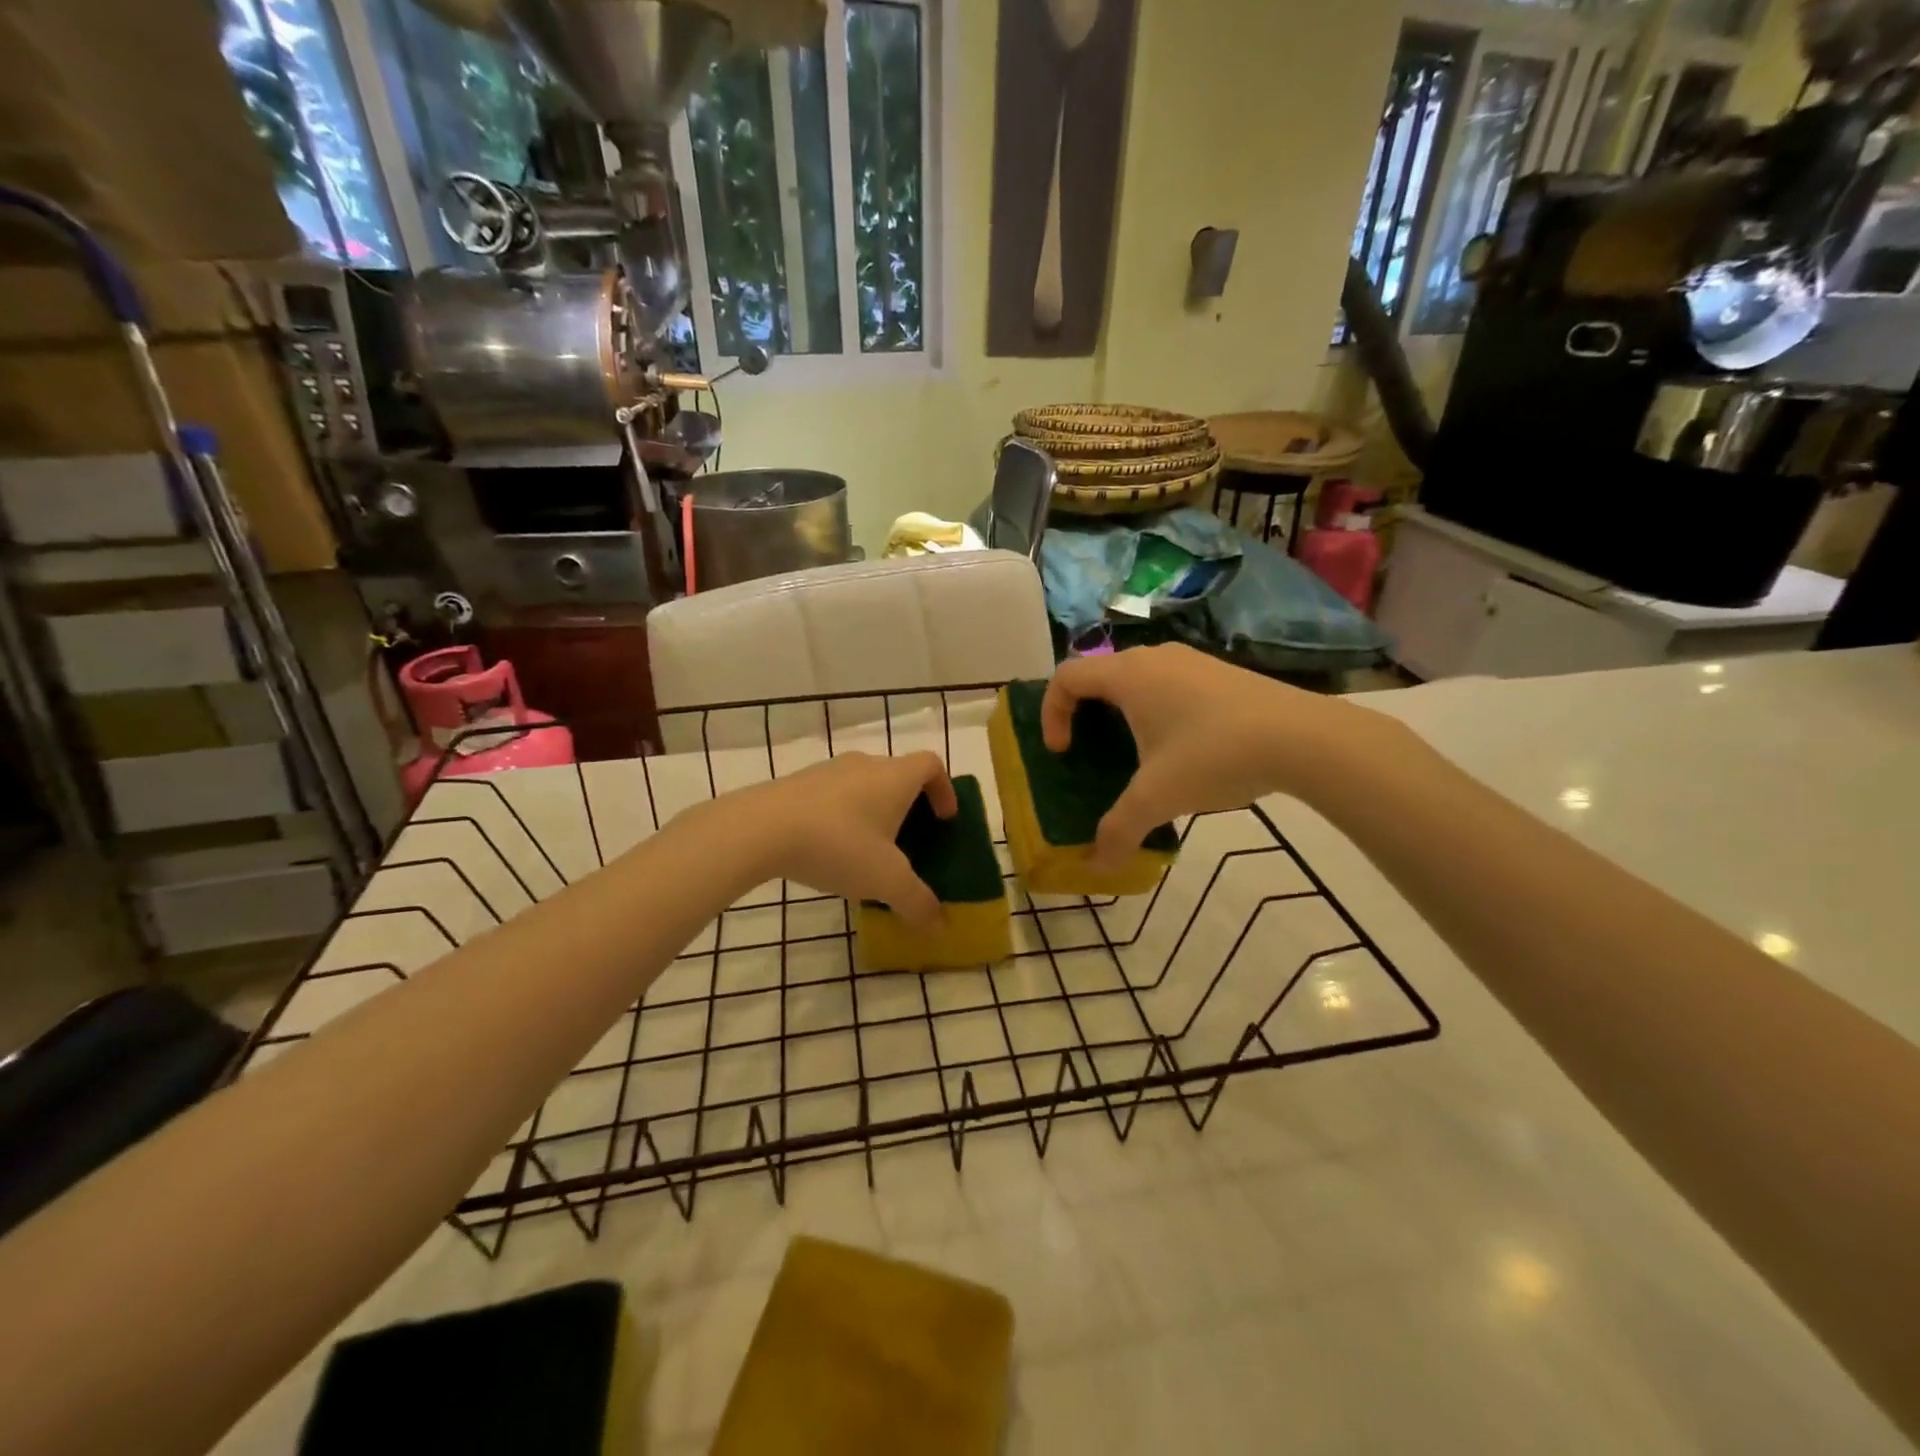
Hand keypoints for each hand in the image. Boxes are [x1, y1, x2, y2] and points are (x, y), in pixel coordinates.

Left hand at [743, 751, 956, 931]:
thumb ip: (917, 902)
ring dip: (873, 811)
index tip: (944, 819)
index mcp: (895, 777)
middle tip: (908, 842)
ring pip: (863, 785)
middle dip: (908, 806)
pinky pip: (832, 796)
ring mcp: (828, 771)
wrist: (760, 828)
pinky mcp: (797, 784)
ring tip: (867, 851)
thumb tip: (941, 927)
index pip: (931, 765)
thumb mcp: (885, 880)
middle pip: (898, 775)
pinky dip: (841, 816)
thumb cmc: (838, 844)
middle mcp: (865, 765)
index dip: (944, 789)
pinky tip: (829, 851)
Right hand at [1041, 644, 1397, 867]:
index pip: (1066, 677)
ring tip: (1136, 755)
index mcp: (1127, 675)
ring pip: (1136, 679)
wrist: (1303, 737)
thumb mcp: (1158, 798)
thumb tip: (1097, 865)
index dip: (1051, 713)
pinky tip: (1182, 750)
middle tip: (1090, 753)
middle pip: (1099, 676)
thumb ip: (1119, 830)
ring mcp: (1190, 660)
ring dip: (1122, 713)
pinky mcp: (1219, 672)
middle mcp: (1153, 657)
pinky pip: (1168, 684)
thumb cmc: (1214, 755)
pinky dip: (1155, 710)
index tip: (1062, 752)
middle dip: (1084, 715)